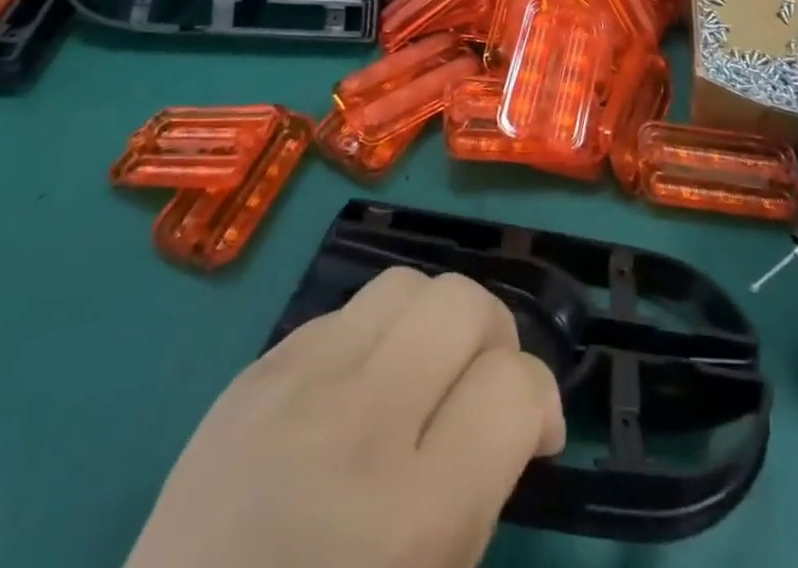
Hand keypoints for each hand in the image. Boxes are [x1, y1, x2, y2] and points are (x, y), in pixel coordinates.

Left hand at [125, 268, 564, 567]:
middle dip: (493, 335)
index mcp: (412, 514)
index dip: (540, 400)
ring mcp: (298, 383)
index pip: (513, 385)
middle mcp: (359, 425)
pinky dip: (373, 337)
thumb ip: (480, 496)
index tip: (533, 433)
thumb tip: (512, 413)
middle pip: (461, 302)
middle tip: (482, 385)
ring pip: (405, 283)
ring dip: (433, 320)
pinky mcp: (257, 368)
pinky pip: (344, 311)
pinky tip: (357, 389)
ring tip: (423, 372)